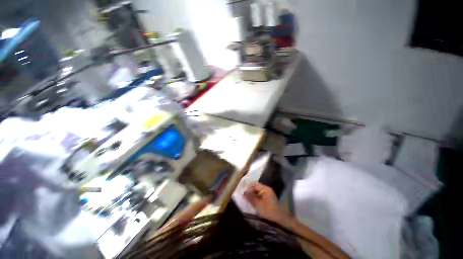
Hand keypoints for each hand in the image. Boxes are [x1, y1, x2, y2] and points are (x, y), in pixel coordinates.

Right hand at [244, 183, 292, 225]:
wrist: (280, 220)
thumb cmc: (269, 211)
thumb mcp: (258, 205)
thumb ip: (250, 198)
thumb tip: (243, 193)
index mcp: (265, 189)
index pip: (255, 184)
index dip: (248, 188)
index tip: (243, 192)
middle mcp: (266, 190)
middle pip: (256, 188)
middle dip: (250, 192)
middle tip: (243, 196)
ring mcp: (267, 194)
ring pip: (257, 192)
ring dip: (252, 195)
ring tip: (246, 199)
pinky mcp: (267, 199)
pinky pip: (259, 196)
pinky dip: (255, 198)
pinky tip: (251, 202)